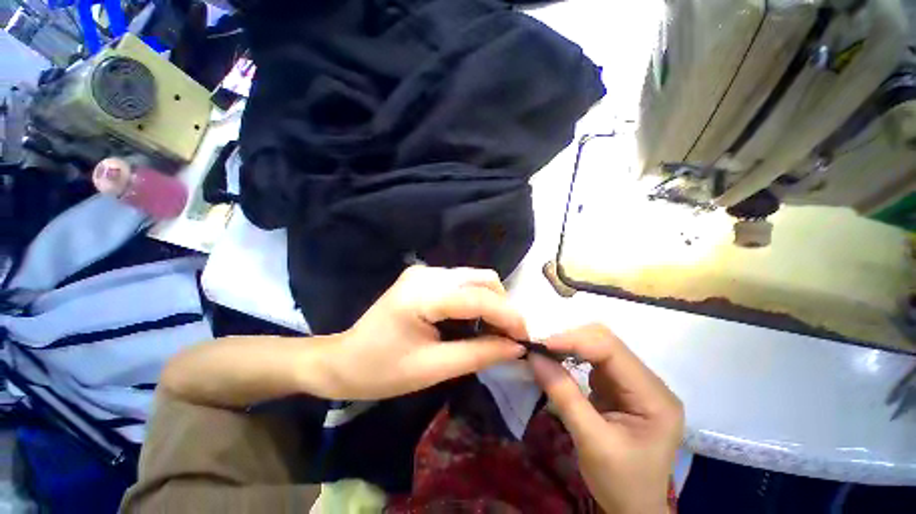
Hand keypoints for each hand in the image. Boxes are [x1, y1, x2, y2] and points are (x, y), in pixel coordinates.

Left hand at [319, 266, 527, 399]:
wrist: (343, 360)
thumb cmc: (382, 371)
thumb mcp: (433, 369)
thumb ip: (478, 354)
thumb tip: (517, 347)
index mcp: (421, 296)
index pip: (477, 297)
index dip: (508, 316)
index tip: (527, 337)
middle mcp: (426, 274)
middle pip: (481, 279)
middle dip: (502, 306)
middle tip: (510, 337)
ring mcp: (424, 272)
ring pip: (474, 278)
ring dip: (491, 302)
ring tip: (495, 331)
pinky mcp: (424, 277)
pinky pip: (462, 283)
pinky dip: (476, 300)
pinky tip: (475, 321)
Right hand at [528, 324, 683, 513]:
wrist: (634, 509)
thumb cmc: (621, 483)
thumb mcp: (591, 442)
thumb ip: (564, 395)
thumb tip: (534, 357)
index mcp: (654, 397)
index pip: (612, 351)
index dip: (574, 341)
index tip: (541, 345)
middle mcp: (648, 382)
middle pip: (606, 343)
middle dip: (570, 340)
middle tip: (539, 347)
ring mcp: (634, 382)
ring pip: (598, 347)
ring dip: (569, 345)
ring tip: (544, 352)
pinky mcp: (619, 386)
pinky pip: (593, 360)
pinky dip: (571, 356)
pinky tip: (556, 360)